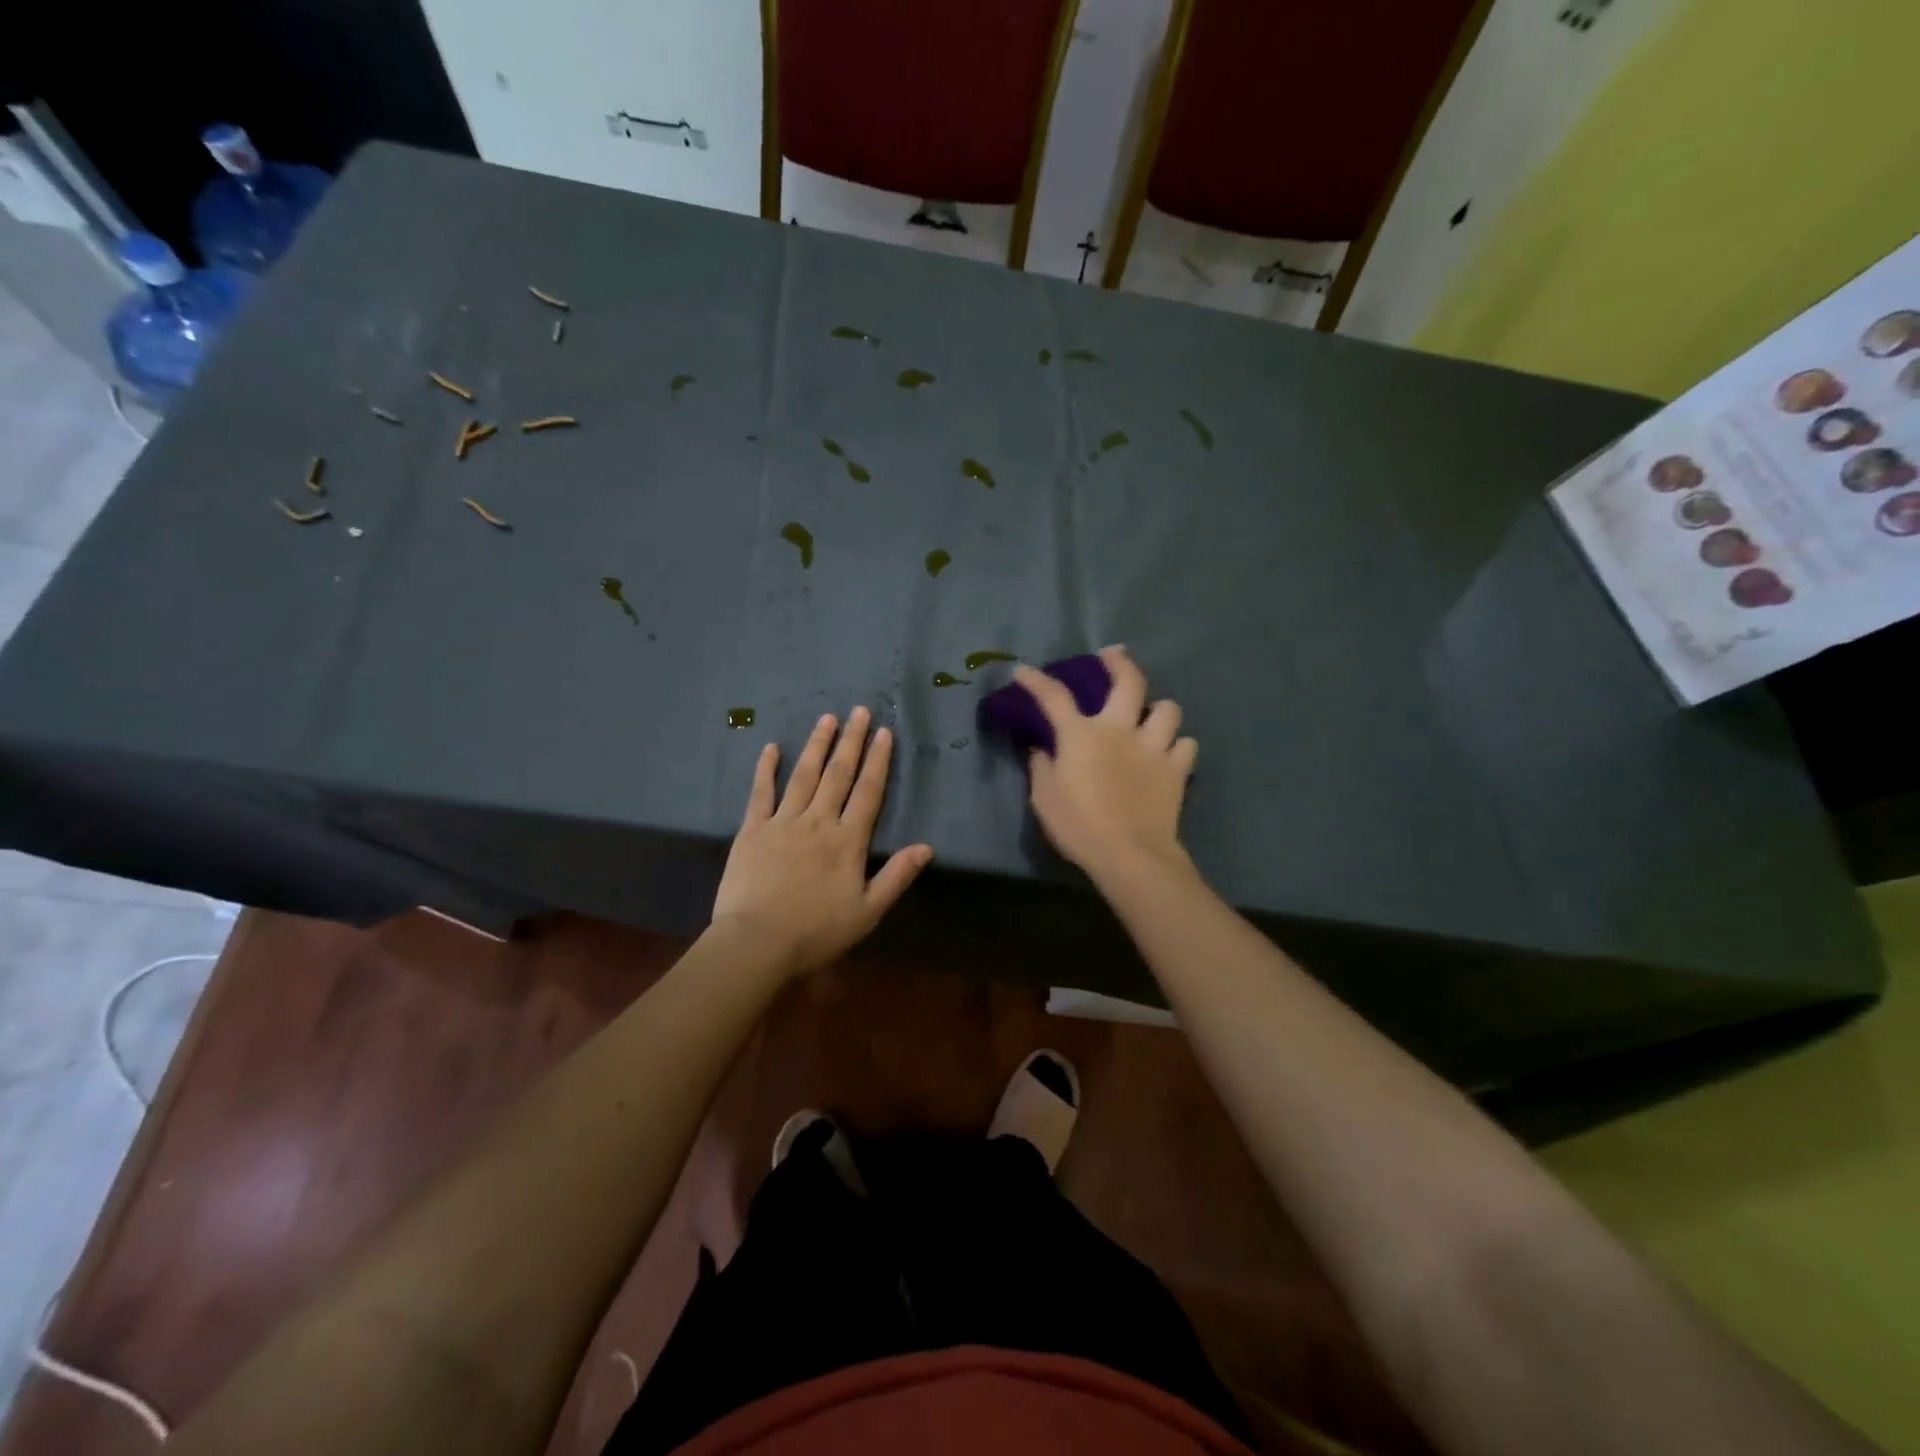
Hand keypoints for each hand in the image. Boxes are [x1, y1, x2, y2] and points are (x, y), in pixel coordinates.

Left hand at [711, 707, 933, 977]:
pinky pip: (760, 792)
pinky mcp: (753, 830)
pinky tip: (771, 747)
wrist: (757, 943)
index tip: (885, 732)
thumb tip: (926, 847)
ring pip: (804, 775)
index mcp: (848, 841)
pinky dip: (766, 768)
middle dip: (851, 741)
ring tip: (827, 718)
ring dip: (817, 745)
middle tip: (859, 710)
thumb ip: (897, 877)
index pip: (869, 792)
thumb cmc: (816, 932)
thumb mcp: (867, 911)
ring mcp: (783, 822)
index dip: (878, 761)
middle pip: (839, 774)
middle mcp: (818, 822)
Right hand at [1016, 646, 1197, 885]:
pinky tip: (1169, 754)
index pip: (1054, 697)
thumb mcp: (1044, 798)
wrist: (1130, 854)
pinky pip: (1186, 745)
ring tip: (1151, 717)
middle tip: (1113, 655)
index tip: (1024, 671)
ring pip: (1168, 710)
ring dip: (1158, 711)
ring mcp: (1154, 748)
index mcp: (1082, 735)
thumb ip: (1041, 767)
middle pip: (1128, 682)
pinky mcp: (1177, 770)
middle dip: (1120, 662)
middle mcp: (1120, 730)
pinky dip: (1178, 746)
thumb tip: (1042, 748)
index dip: (1036, 680)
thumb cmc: (1078, 826)